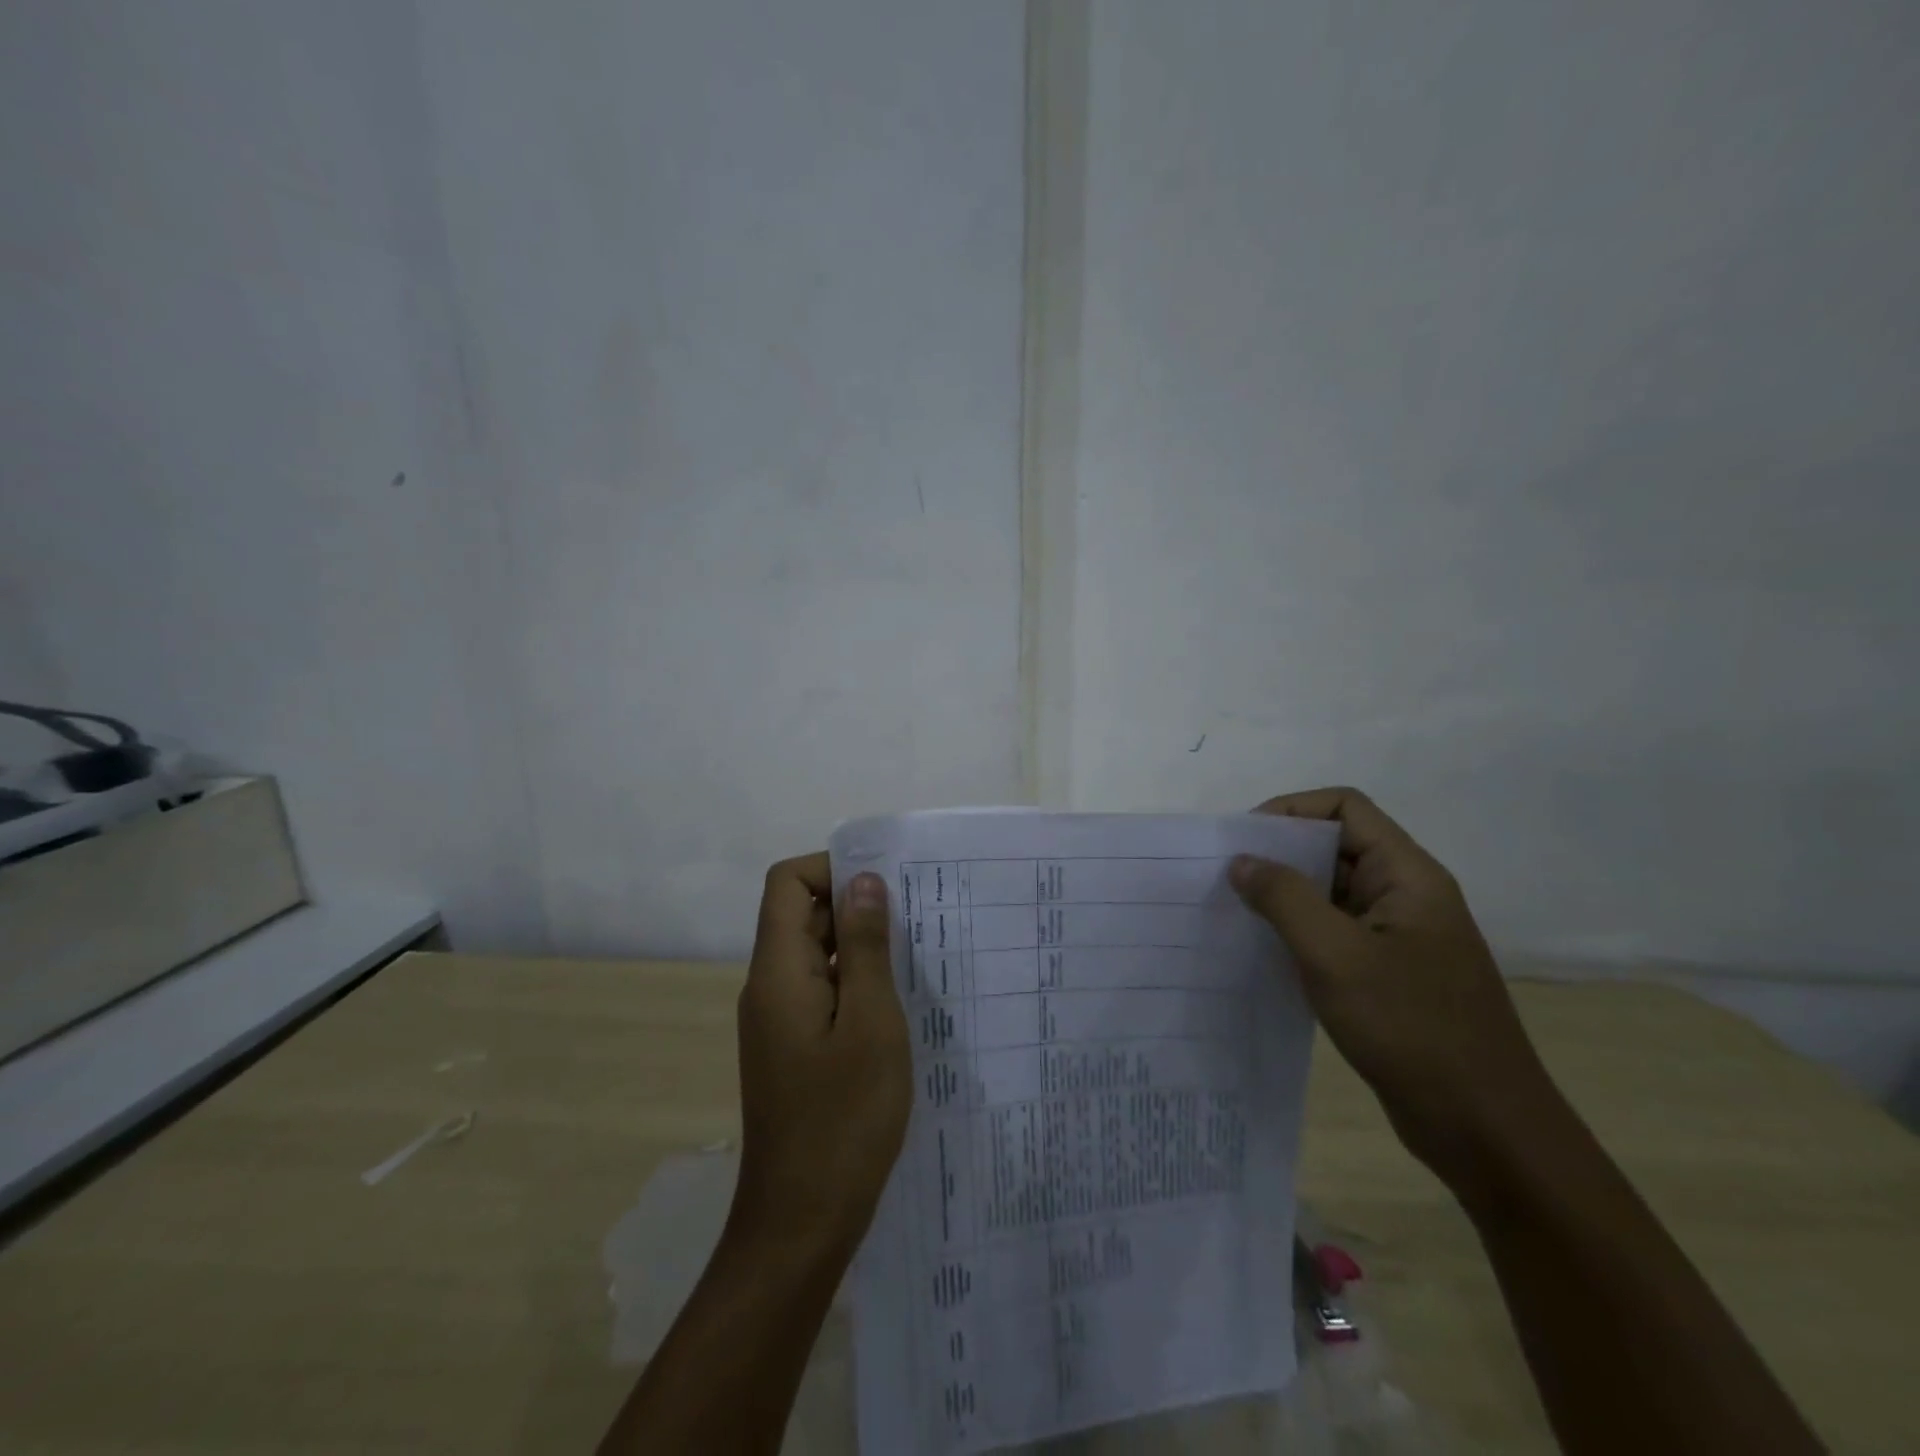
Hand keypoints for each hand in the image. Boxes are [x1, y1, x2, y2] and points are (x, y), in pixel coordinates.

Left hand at [730, 853, 912, 1260]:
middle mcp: (768, 987)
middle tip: (918, 918)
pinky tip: (897, 1003)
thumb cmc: (843, 1121)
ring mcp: (778, 1020)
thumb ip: (864, 947)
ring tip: (917, 955)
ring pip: (814, 955)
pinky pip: (821, 991)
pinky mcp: (792, 1048)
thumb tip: (864, 881)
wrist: (800, 1225)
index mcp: (778, 972)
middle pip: (801, 915)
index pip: (787, 884)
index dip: (832, 870)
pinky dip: (854, 982)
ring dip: (859, 946)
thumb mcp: (870, 1024)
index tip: (886, 886)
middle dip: (855, 905)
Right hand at [1230, 788, 1559, 1199]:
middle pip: (1335, 847)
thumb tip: (1242, 861)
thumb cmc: (1412, 1028)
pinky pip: (1333, 934)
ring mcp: (1397, 938)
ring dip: (1283, 896)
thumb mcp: (1336, 956)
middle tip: (1225, 875)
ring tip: (1233, 911)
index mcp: (1407, 876)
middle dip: (1279, 854)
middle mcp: (1405, 896)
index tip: (1244, 840)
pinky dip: (1296, 933)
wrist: (1484, 1129)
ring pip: (1331, 893)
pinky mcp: (1387, 975)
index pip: (1345, 808)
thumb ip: (1284, 899)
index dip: (1292, 810)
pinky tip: (1261, 952)